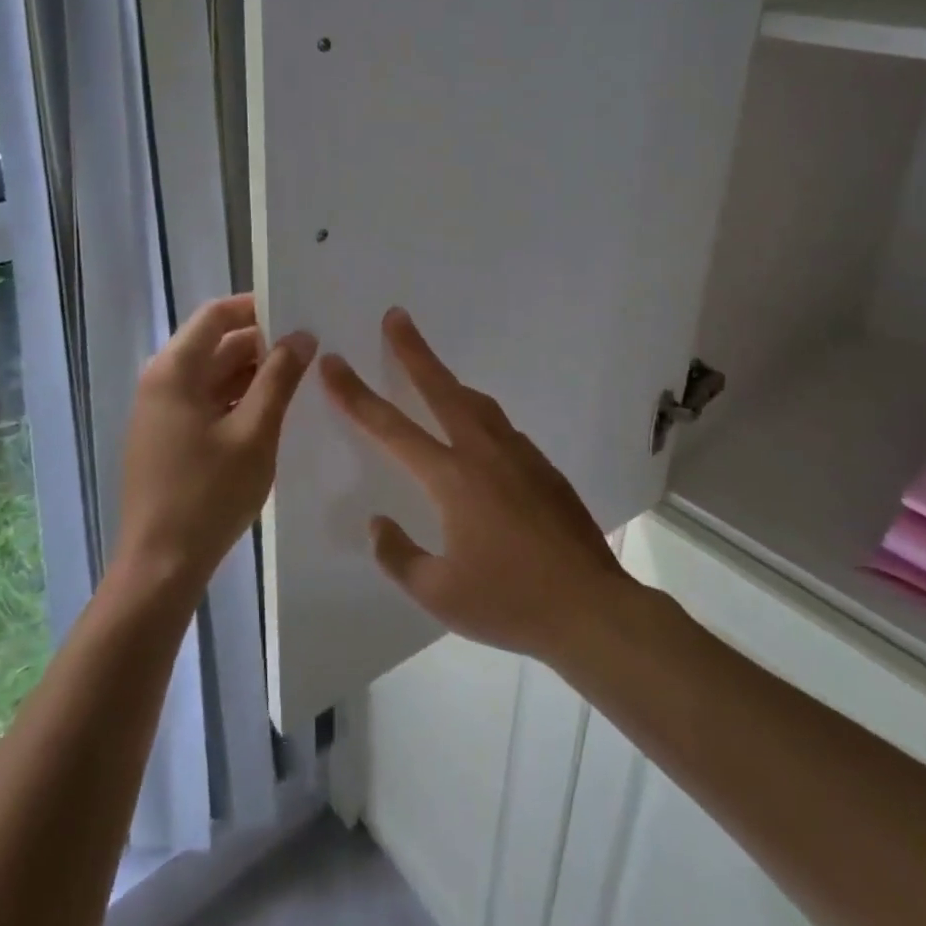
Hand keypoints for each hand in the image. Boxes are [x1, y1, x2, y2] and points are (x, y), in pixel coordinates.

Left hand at [112, 294, 316, 602]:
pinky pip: (207, 402)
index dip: (256, 307)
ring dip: (253, 373)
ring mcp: (162, 412)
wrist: (160, 567)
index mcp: (175, 370)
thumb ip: (280, 378)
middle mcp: (162, 381)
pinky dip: (238, 399)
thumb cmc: (208, 494)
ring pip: (214, 375)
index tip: (298, 311)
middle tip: (311, 348)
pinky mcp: (168, 438)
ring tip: (300, 378)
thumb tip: (302, 335)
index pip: (217, 314)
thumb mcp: (255, 432)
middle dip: (262, 343)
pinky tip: (273, 411)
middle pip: (216, 344)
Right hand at [319, 308, 631, 663]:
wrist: (591, 609)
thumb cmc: (509, 603)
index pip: (391, 428)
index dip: (356, 394)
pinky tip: (475, 435)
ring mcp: (519, 456)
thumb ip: (398, 555)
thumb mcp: (438, 593)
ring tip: (431, 370)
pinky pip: (501, 428)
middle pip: (440, 388)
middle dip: (413, 351)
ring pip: (476, 404)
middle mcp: (484, 453)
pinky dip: (478, 416)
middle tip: (396, 316)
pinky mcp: (544, 468)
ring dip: (448, 381)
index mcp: (452, 478)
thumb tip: (378, 524)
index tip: (334, 362)